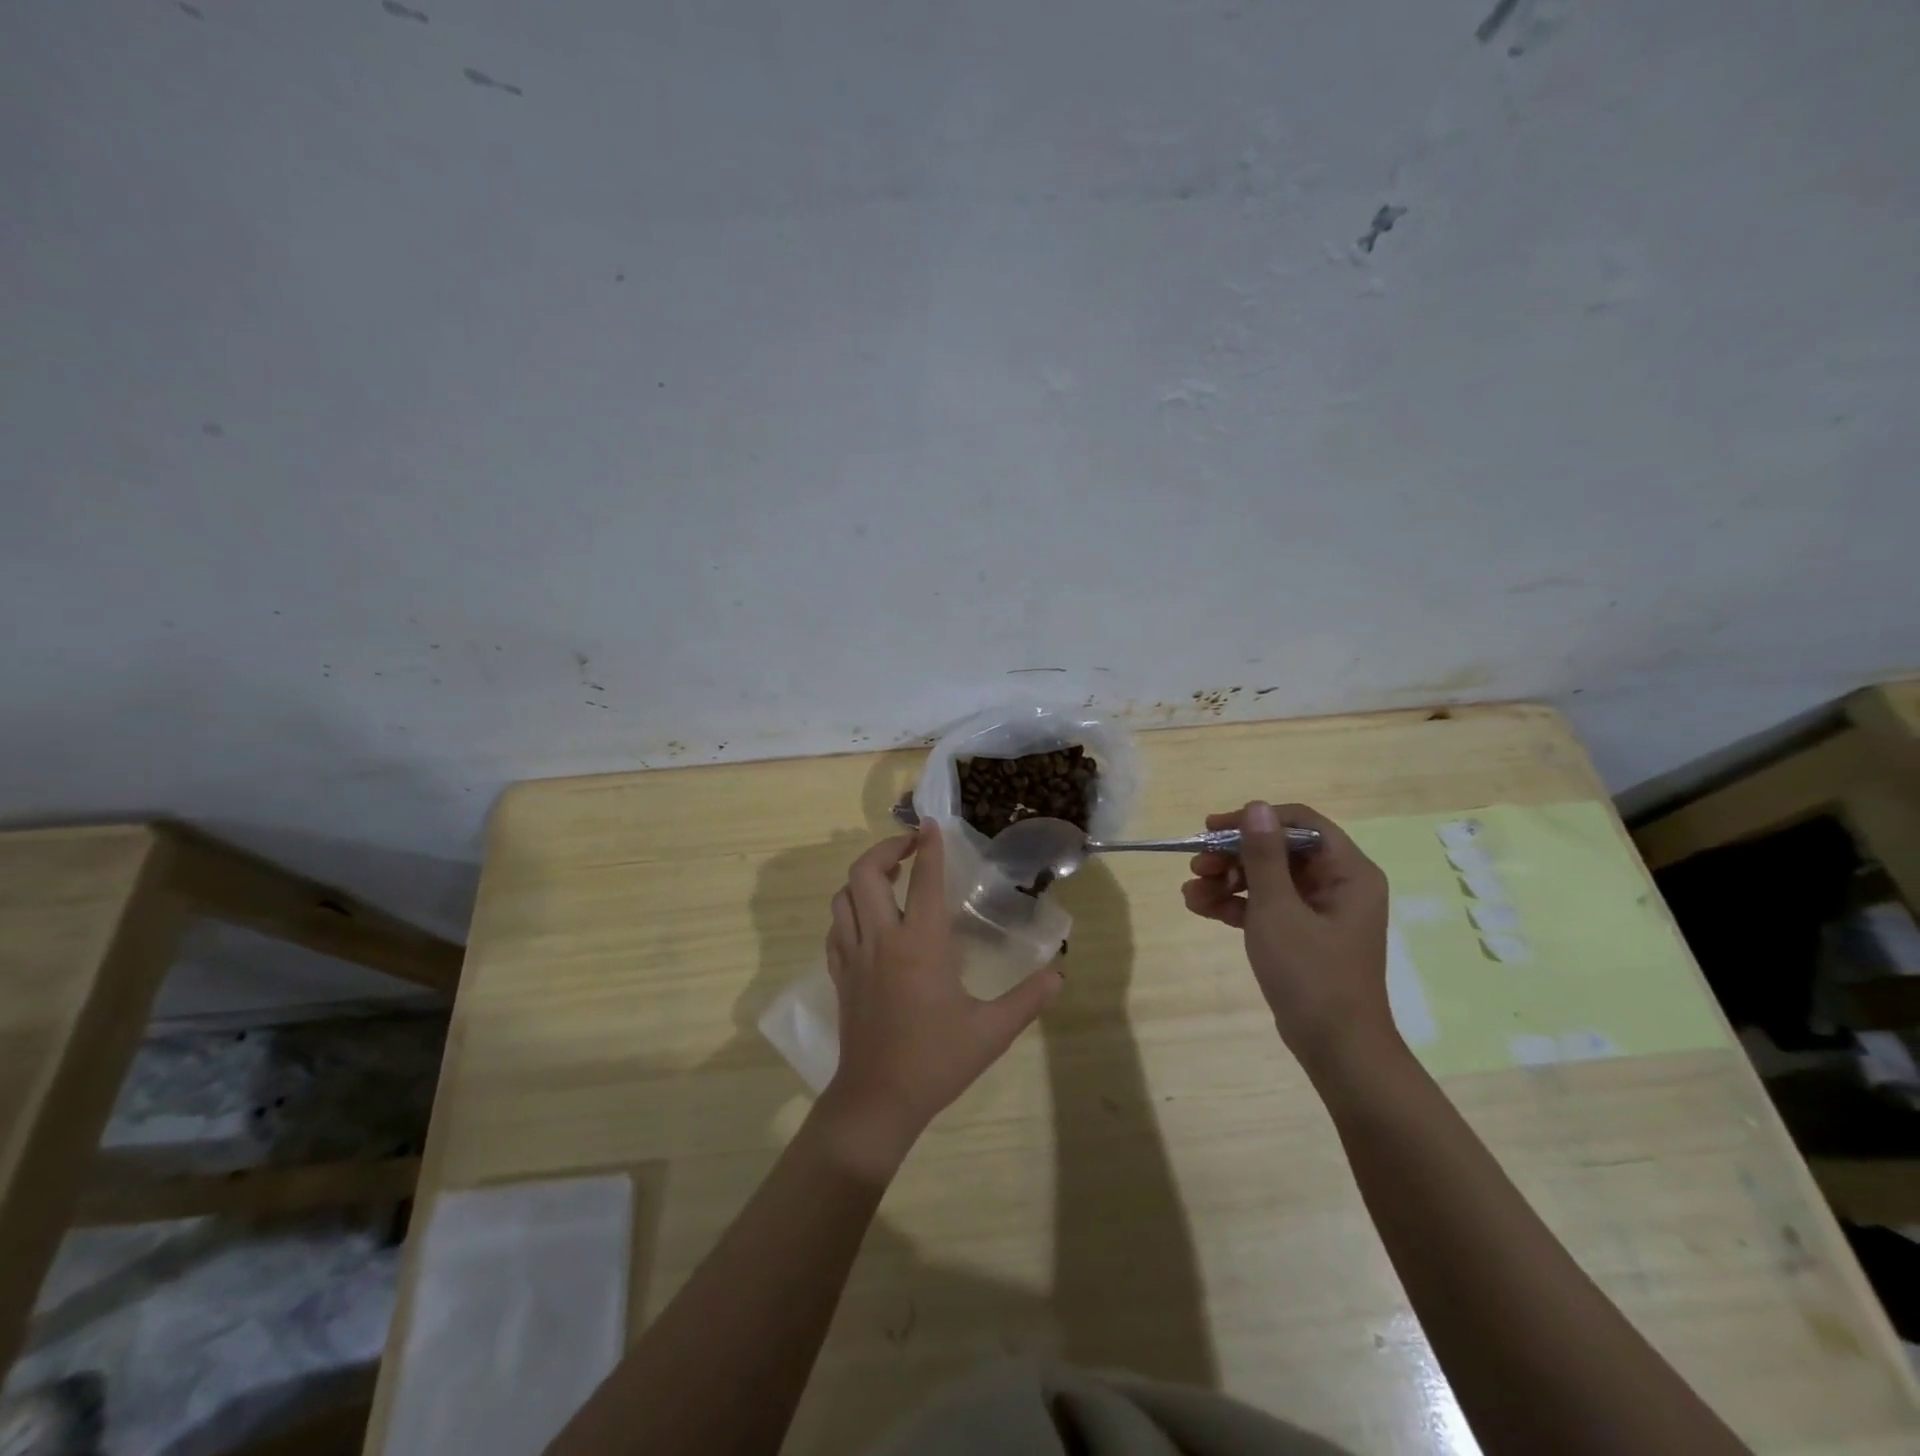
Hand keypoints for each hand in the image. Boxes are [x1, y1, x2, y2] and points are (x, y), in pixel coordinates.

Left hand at [816, 823, 1063, 1179]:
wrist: (877, 1100)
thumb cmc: (935, 1061)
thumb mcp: (991, 1032)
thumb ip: (1027, 999)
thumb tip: (1059, 975)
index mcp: (920, 945)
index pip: (925, 881)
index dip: (929, 847)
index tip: (930, 824)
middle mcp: (881, 940)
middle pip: (865, 874)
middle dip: (885, 850)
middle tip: (909, 848)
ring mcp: (853, 956)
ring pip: (843, 897)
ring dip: (863, 878)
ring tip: (888, 878)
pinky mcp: (839, 975)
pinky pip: (836, 928)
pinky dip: (848, 910)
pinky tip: (867, 920)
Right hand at [1182, 801, 1396, 1075]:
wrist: (1335, 1048)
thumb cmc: (1311, 972)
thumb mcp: (1278, 909)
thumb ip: (1264, 855)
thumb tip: (1255, 806)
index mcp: (1347, 871)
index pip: (1300, 824)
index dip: (1254, 820)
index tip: (1213, 828)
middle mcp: (1338, 884)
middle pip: (1279, 851)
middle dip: (1234, 855)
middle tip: (1197, 864)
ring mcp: (1319, 911)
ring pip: (1267, 878)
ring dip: (1228, 880)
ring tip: (1191, 891)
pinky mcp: (1302, 934)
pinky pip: (1265, 905)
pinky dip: (1235, 904)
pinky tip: (1200, 908)